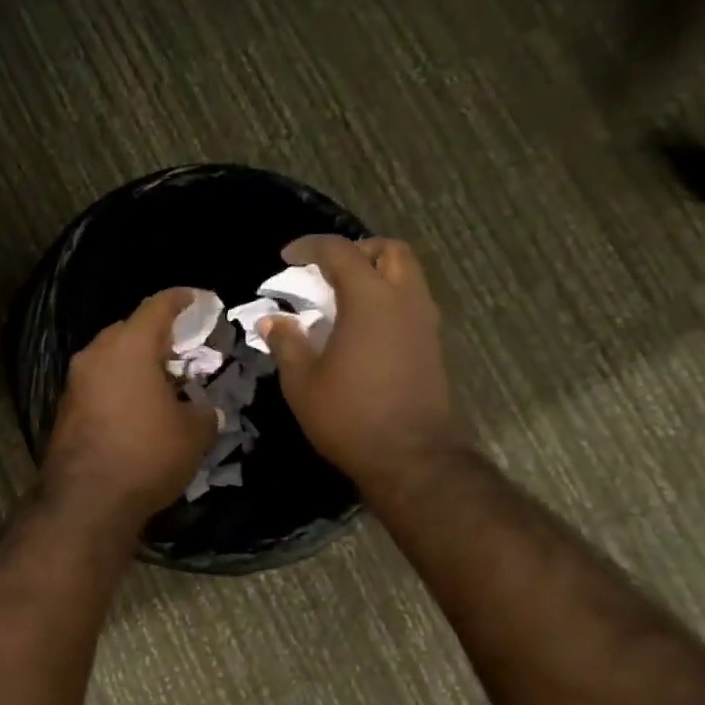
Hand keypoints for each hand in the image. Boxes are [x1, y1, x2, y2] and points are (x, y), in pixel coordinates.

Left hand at [42, 288, 217, 531]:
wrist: (86, 501)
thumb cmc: (147, 455)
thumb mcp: (194, 433)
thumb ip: (205, 410)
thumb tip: (206, 408)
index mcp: (130, 346)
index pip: (157, 306)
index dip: (182, 299)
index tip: (199, 298)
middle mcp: (97, 354)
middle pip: (130, 329)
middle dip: (158, 334)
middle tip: (184, 348)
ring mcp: (76, 381)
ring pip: (111, 356)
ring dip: (137, 361)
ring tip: (164, 379)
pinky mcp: (66, 407)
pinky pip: (99, 381)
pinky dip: (120, 383)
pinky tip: (139, 406)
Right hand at [261, 236, 470, 495]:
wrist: (412, 458)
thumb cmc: (350, 416)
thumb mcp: (302, 382)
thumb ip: (287, 343)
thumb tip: (272, 320)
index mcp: (370, 299)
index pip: (341, 251)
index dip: (311, 247)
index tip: (287, 257)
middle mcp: (404, 300)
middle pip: (390, 250)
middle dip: (358, 250)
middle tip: (328, 270)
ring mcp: (424, 322)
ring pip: (407, 275)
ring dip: (377, 273)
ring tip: (344, 297)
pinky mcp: (432, 345)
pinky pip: (411, 301)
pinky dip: (388, 298)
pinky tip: (363, 326)